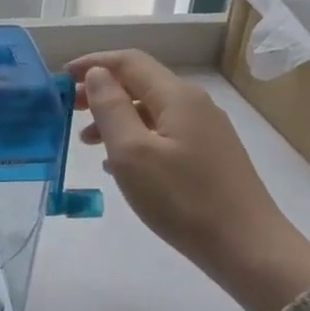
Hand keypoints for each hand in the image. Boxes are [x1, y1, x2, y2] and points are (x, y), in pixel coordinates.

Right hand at [65, 50, 309, 310]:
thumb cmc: (182, 199)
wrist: (248, 248)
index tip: (61, 76)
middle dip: (101, 91)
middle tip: (68, 109)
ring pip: (150, 111)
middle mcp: (194, 105)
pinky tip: (118, 164)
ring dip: (115, 117)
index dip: (93, 63)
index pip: (129, 62)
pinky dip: (135, 138)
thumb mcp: (132, 152)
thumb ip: (110, 107)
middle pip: (140, 84)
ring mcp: (206, 131)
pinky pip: (163, 134)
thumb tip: (97, 74)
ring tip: (86, 141)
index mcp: (176, 96)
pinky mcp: (210, 156)